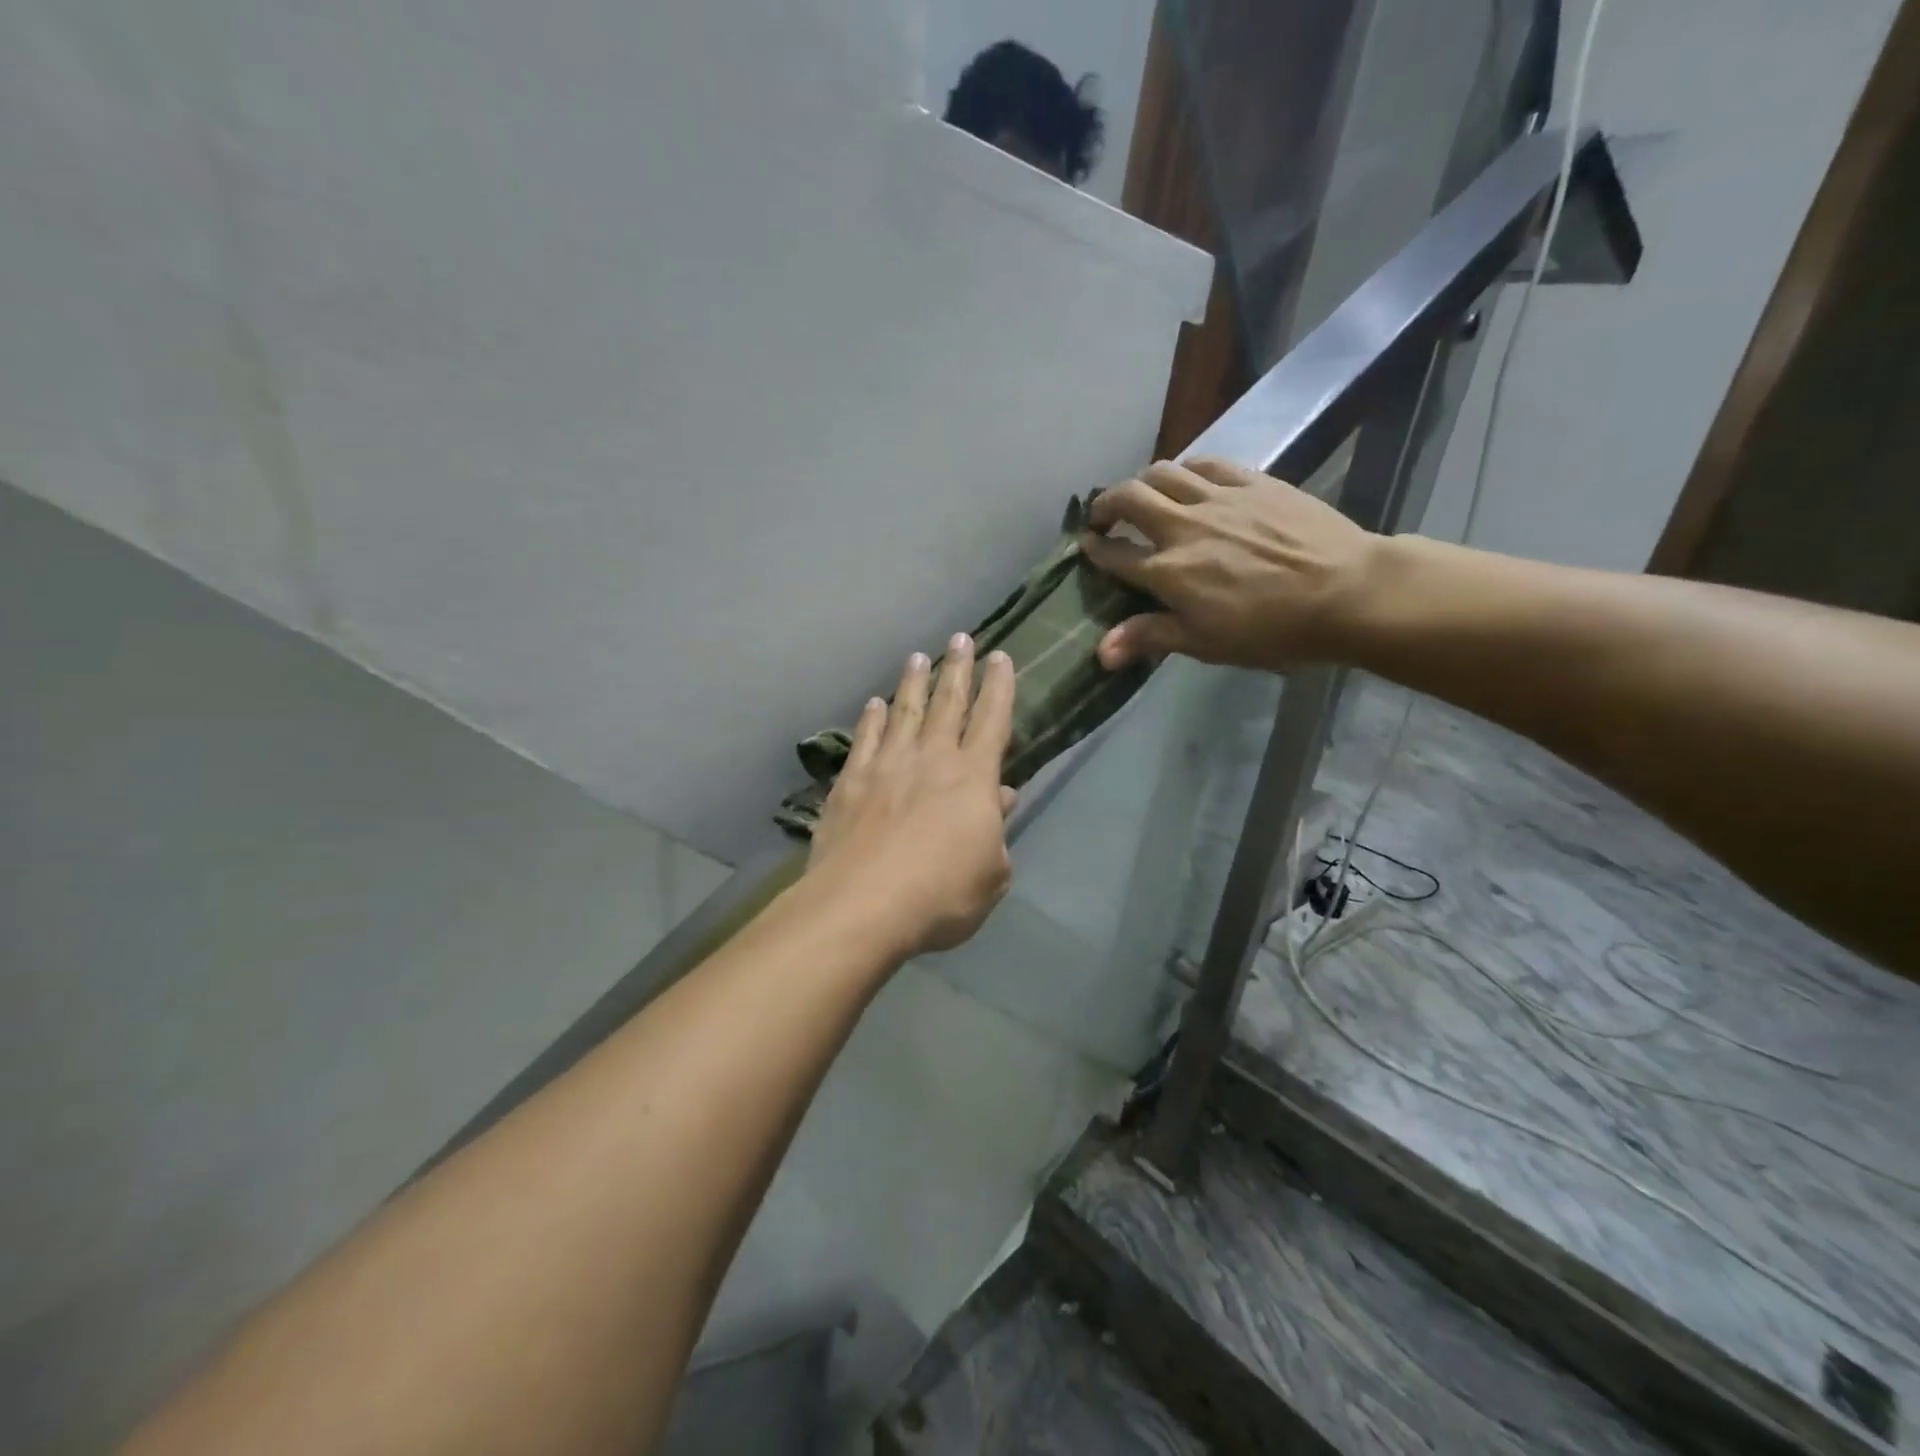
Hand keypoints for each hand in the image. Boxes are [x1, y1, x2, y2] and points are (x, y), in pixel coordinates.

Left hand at [805, 636, 1017, 958]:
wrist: (863, 906)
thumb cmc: (941, 895)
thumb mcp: (991, 874)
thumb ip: (996, 831)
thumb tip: (1001, 797)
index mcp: (973, 778)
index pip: (992, 720)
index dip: (999, 687)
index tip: (1000, 658)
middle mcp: (932, 758)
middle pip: (948, 703)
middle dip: (958, 668)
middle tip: (961, 637)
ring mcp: (887, 765)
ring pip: (905, 711)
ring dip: (913, 682)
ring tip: (918, 657)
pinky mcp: (851, 781)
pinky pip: (865, 738)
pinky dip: (872, 718)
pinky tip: (874, 704)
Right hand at [1079, 457, 1377, 672]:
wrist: (1346, 592)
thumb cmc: (1272, 629)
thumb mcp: (1206, 644)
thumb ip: (1150, 637)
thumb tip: (1099, 652)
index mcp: (1168, 571)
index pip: (1115, 554)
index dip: (1095, 549)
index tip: (1086, 546)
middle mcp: (1183, 526)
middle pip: (1129, 499)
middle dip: (1106, 504)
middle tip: (1103, 516)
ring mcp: (1218, 498)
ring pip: (1163, 472)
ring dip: (1141, 481)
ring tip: (1143, 495)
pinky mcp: (1252, 481)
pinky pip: (1206, 463)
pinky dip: (1185, 469)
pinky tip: (1188, 479)